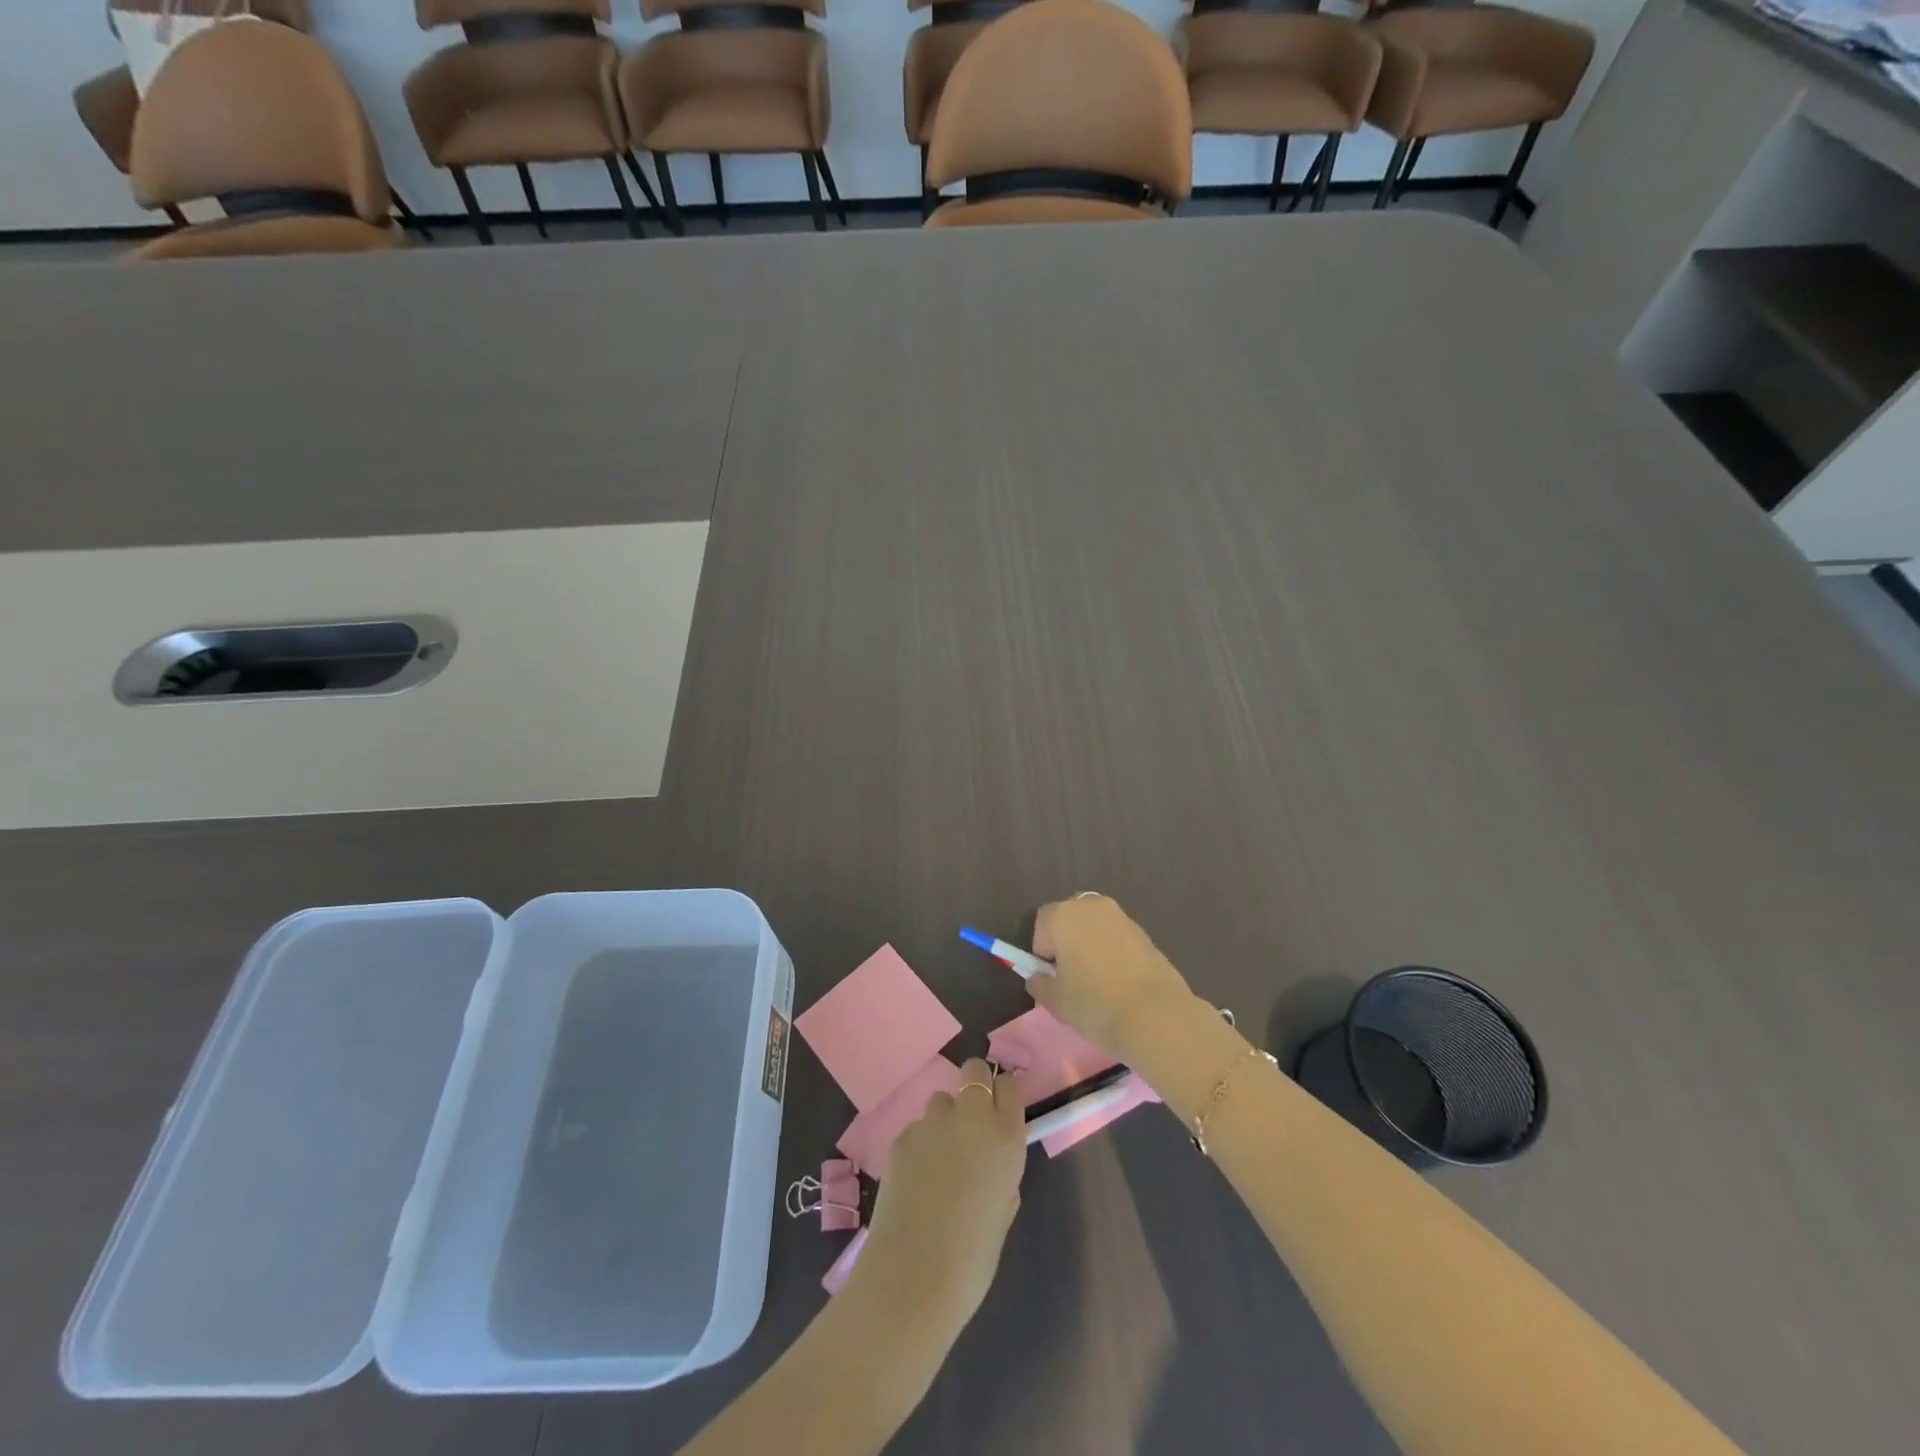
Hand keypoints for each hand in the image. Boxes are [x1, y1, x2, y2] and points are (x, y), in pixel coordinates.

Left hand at [852, 1059, 1027, 1337]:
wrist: (913, 1277)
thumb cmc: (972, 1257)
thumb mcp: (1002, 1212)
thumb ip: (1001, 1178)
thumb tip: (990, 1168)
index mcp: (1005, 1137)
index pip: (1009, 1085)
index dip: (1003, 1093)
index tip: (1000, 1108)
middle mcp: (971, 1118)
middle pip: (974, 1071)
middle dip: (974, 1086)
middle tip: (970, 1122)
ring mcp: (932, 1124)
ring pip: (940, 1101)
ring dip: (944, 1120)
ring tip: (938, 1162)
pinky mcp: (901, 1137)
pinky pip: (916, 1130)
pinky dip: (918, 1146)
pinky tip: (915, 1181)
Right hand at [1029, 896, 1195, 1059]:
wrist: (1156, 1015)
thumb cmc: (1094, 1003)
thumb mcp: (1055, 1001)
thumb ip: (1040, 984)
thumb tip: (1039, 977)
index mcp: (1064, 915)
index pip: (1042, 922)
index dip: (1042, 950)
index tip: (1051, 976)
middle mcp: (1092, 906)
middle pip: (1070, 918)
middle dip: (1066, 941)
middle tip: (1071, 976)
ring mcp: (1122, 917)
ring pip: (1096, 927)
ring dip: (1091, 946)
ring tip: (1097, 982)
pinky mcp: (1145, 933)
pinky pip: (1118, 938)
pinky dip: (1113, 953)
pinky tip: (1120, 983)